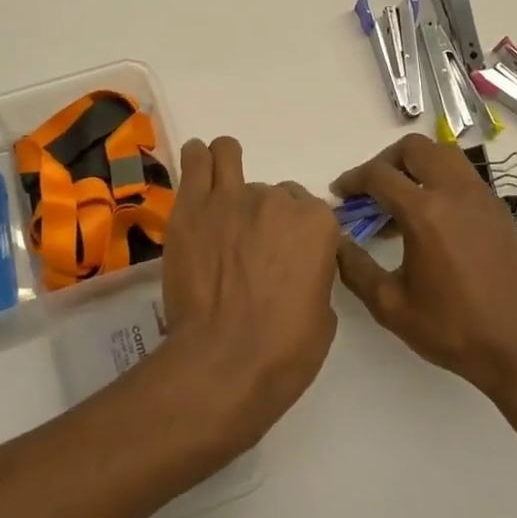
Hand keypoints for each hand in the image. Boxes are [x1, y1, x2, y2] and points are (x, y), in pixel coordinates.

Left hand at [158, 136, 340, 454]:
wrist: (223, 361)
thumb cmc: (283, 351)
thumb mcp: (323, 315)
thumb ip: (314, 274)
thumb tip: (297, 266)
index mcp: (316, 224)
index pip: (310, 211)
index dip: (298, 234)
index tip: (286, 255)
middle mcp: (277, 200)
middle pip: (273, 193)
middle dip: (265, 214)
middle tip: (248, 247)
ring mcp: (231, 198)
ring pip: (229, 156)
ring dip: (228, 168)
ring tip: (220, 191)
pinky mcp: (193, 206)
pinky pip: (196, 160)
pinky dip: (199, 160)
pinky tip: (198, 168)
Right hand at [334, 134, 516, 405]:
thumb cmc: (454, 329)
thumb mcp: (391, 306)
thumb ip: (355, 268)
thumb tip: (336, 241)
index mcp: (425, 212)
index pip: (379, 174)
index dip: (352, 179)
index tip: (340, 194)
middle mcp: (455, 193)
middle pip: (414, 148)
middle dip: (386, 161)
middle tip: (372, 189)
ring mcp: (483, 198)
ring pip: (443, 155)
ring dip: (416, 165)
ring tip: (402, 201)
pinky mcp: (499, 211)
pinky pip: (464, 176)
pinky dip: (441, 181)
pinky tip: (433, 220)